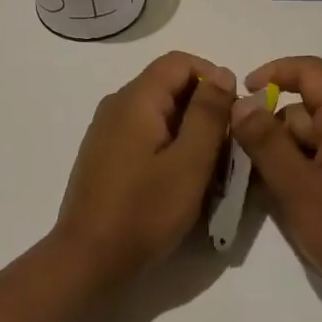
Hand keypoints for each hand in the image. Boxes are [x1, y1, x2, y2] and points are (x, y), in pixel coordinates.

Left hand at [52, 52, 235, 285]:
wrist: (88, 260)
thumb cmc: (144, 211)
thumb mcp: (190, 162)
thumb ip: (208, 113)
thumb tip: (222, 73)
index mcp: (136, 99)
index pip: (180, 62)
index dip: (213, 78)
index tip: (233, 115)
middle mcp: (117, 105)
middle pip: (169, 85)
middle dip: (204, 109)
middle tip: (227, 148)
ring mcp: (107, 130)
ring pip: (159, 112)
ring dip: (189, 131)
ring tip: (208, 169)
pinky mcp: (105, 154)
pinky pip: (144, 133)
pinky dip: (169, 146)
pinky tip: (179, 180)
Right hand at [231, 55, 321, 301]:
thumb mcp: (298, 188)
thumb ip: (266, 143)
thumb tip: (242, 103)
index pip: (310, 71)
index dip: (274, 72)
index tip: (244, 94)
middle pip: (307, 109)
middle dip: (274, 131)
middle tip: (247, 165)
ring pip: (315, 138)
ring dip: (287, 156)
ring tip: (268, 192)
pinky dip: (306, 171)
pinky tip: (294, 204)